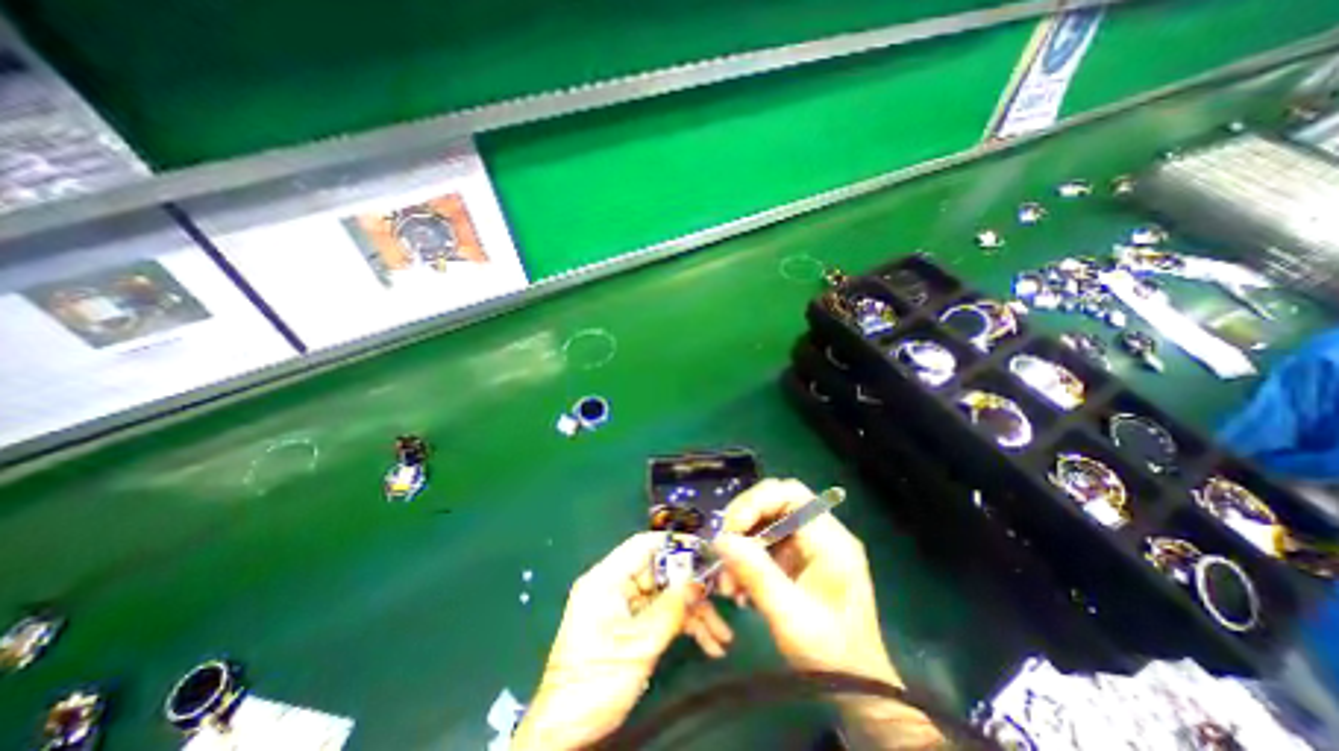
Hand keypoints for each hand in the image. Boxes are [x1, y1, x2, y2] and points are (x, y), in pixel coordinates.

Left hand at [513, 533, 700, 749]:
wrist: (566, 731)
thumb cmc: (597, 681)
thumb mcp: (639, 644)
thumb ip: (671, 609)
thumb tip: (698, 581)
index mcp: (607, 578)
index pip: (643, 546)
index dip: (675, 544)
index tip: (704, 551)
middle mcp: (615, 586)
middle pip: (661, 573)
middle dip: (692, 588)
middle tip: (722, 596)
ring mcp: (623, 606)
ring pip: (665, 596)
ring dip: (694, 614)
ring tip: (721, 635)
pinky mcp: (630, 625)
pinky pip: (661, 615)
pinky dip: (683, 627)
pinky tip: (708, 643)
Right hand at [716, 481, 892, 679]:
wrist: (859, 692)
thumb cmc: (831, 655)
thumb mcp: (789, 615)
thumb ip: (755, 572)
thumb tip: (721, 539)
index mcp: (830, 539)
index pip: (789, 493)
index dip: (756, 502)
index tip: (731, 529)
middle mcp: (822, 534)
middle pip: (775, 503)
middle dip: (744, 523)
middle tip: (723, 547)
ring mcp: (812, 546)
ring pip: (767, 524)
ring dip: (743, 545)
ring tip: (727, 581)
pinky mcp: (802, 560)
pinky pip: (768, 545)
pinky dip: (749, 560)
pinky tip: (738, 587)